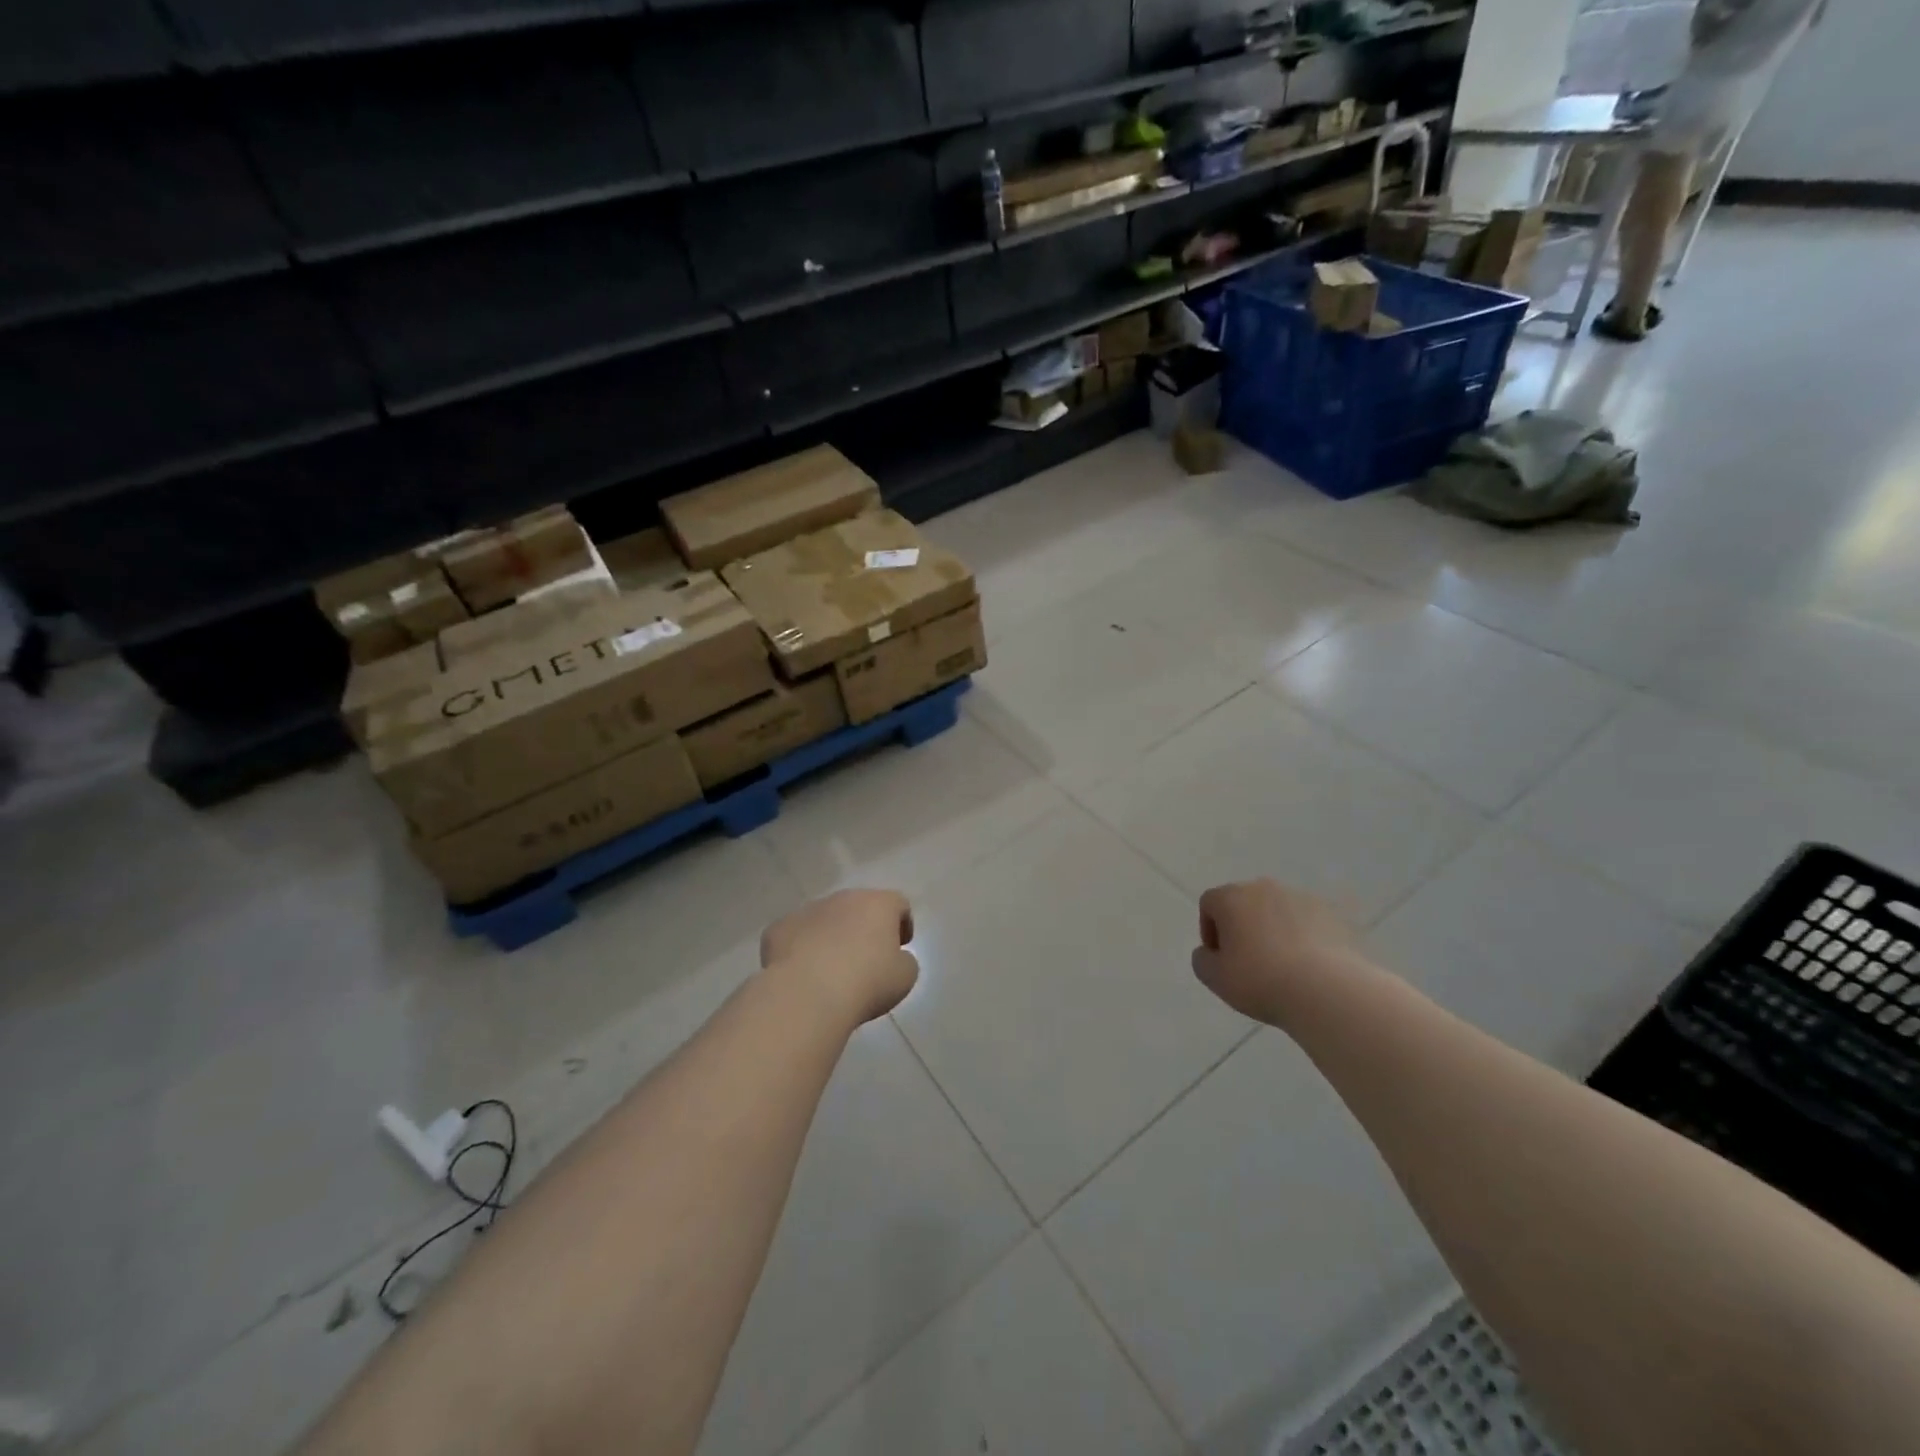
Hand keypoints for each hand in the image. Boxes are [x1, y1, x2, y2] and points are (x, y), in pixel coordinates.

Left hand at [761, 889, 919, 1025]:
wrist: (807, 994)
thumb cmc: (866, 982)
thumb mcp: (905, 976)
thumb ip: (904, 960)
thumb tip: (894, 958)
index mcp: (877, 904)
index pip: (898, 904)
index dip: (903, 924)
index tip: (900, 947)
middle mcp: (842, 898)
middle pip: (859, 907)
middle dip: (864, 928)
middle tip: (866, 958)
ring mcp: (807, 910)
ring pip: (825, 918)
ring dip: (832, 936)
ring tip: (831, 969)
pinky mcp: (778, 928)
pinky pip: (796, 935)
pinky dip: (801, 949)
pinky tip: (803, 974)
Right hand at [1193, 880, 1359, 1026]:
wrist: (1327, 991)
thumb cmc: (1260, 981)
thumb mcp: (1214, 978)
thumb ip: (1202, 959)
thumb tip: (1210, 952)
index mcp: (1231, 897)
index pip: (1209, 904)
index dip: (1209, 931)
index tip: (1220, 959)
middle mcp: (1264, 888)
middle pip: (1244, 903)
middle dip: (1242, 927)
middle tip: (1248, 962)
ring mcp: (1301, 898)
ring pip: (1277, 911)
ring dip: (1273, 930)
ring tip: (1282, 966)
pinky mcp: (1332, 915)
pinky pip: (1307, 923)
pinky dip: (1302, 938)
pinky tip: (1308, 967)